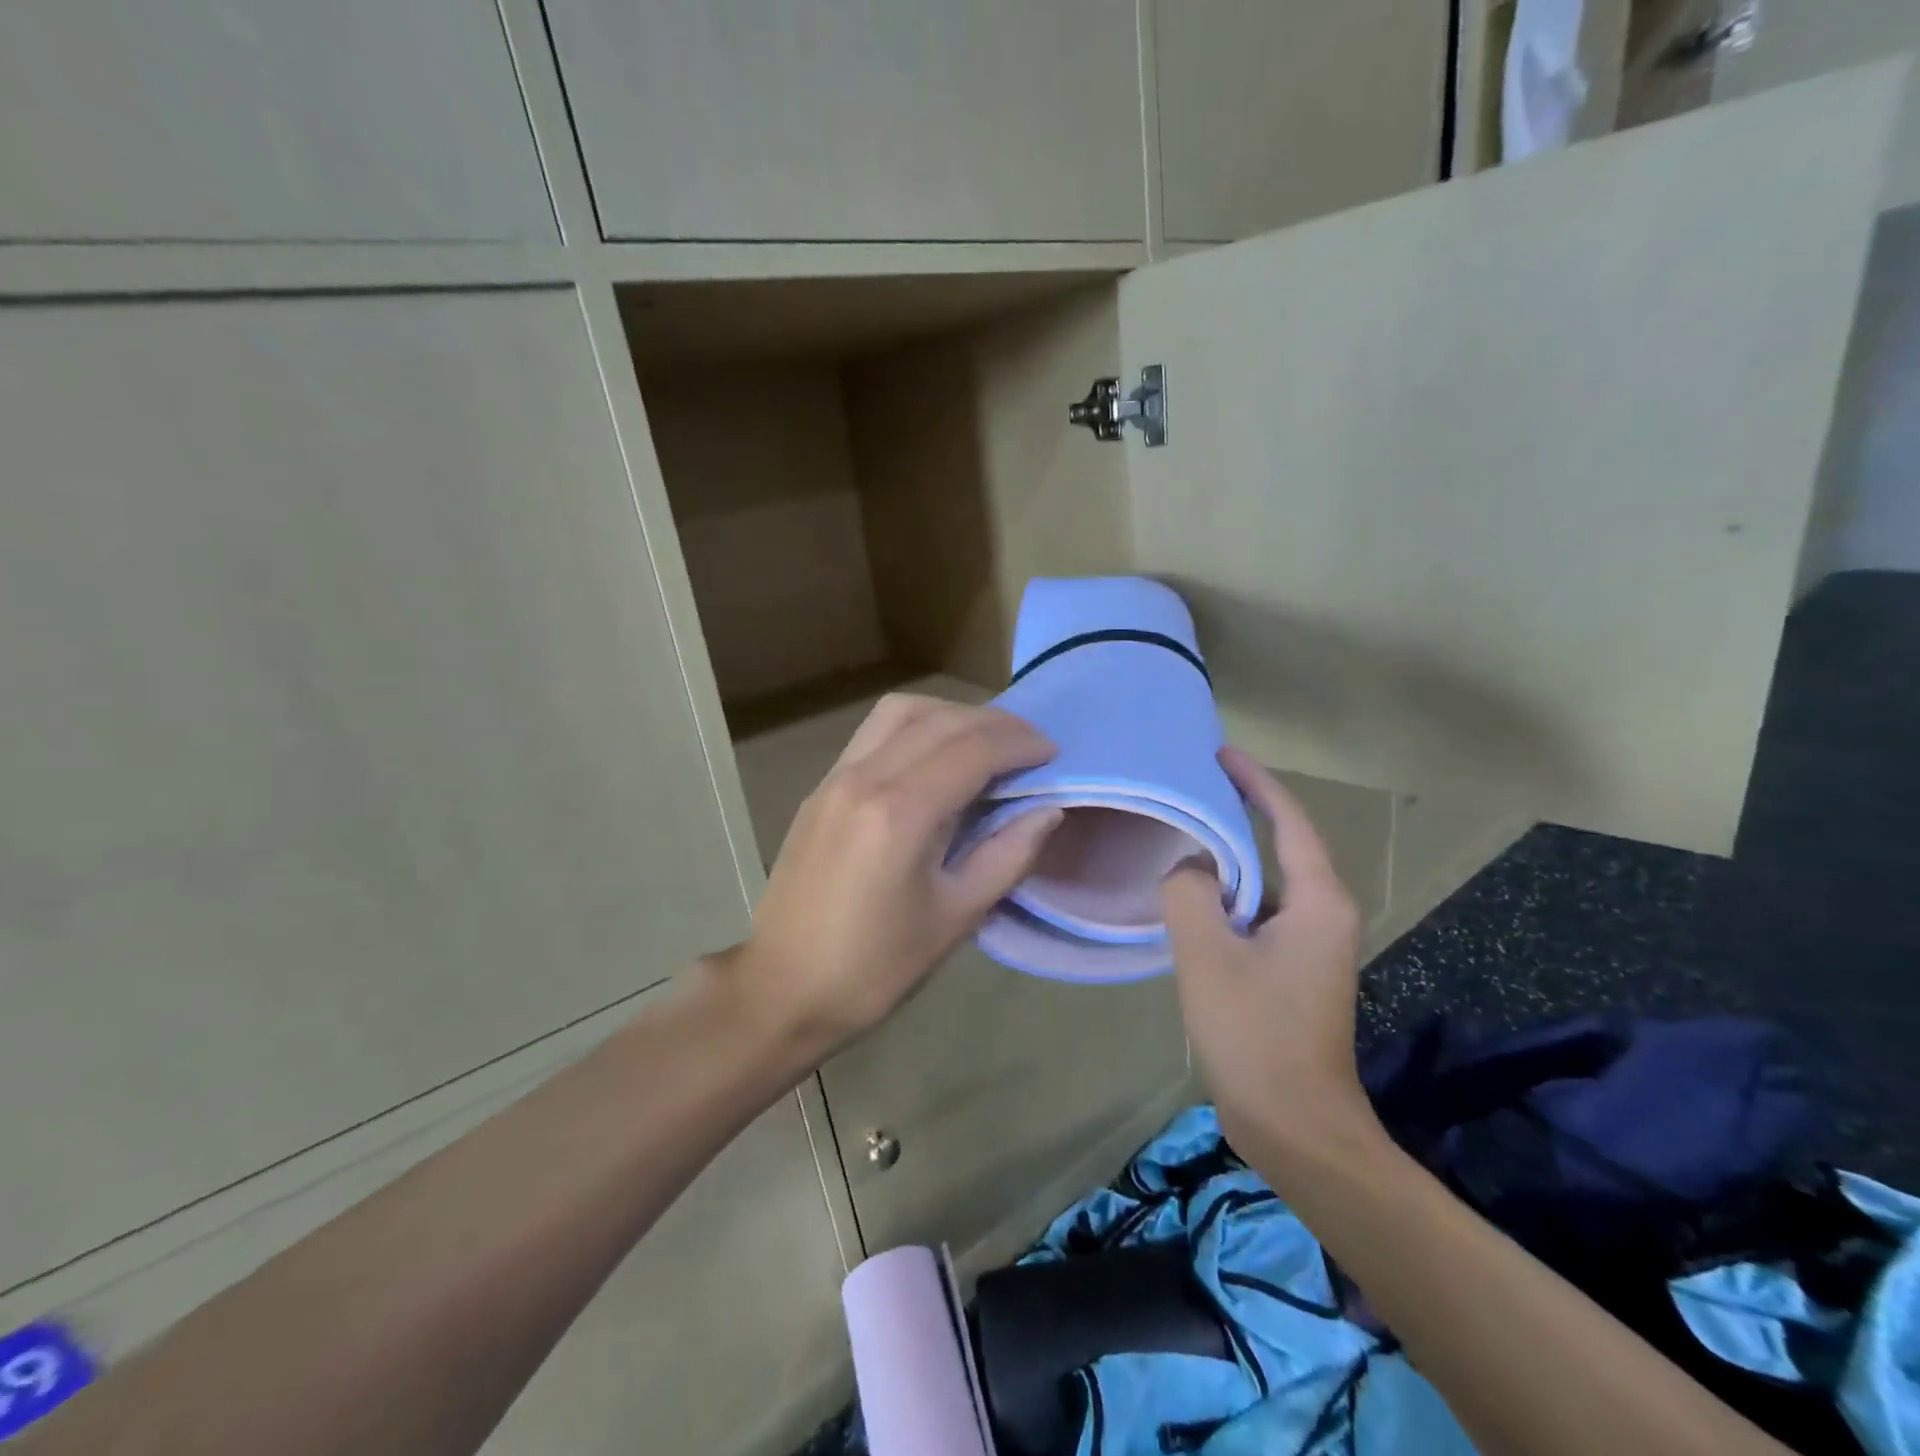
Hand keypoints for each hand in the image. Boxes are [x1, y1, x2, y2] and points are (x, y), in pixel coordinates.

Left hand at [722, 694, 1060, 1055]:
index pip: (972, 749)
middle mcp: (864, 777)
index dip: (1020, 744)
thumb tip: (1049, 810)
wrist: (782, 987)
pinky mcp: (821, 788)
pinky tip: (935, 759)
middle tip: (1030, 746)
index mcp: (900, 812)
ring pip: (900, 712)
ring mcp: (835, 777)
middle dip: (994, 723)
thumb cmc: (874, 966)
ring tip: (984, 743)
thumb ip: (1008, 856)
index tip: (1052, 753)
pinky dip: (915, 728)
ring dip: (950, 715)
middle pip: (939, 720)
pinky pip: (874, 733)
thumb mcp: (955, 917)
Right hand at [1161, 747, 1380, 1171]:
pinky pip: (1259, 911)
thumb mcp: (1208, 955)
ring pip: (1268, 881)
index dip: (1256, 782)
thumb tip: (1188, 867)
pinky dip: (1229, 893)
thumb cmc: (1255, 1035)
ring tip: (1187, 828)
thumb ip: (1189, 893)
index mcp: (1317, 902)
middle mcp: (1324, 915)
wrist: (1296, 1127)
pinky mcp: (1294, 970)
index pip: (1289, 821)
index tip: (1221, 753)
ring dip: (1232, 854)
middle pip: (1284, 844)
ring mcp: (1312, 946)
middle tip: (1195, 783)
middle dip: (1244, 810)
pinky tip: (1193, 894)